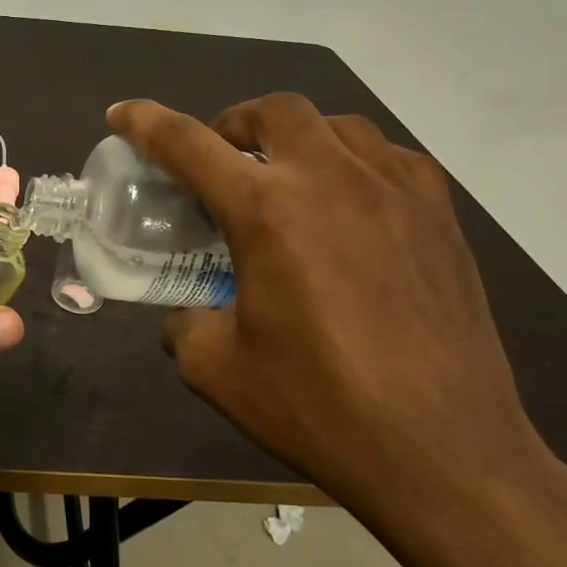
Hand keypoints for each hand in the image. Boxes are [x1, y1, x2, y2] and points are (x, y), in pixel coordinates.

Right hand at [108, 95, 566, 528]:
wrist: (444, 455)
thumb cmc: (319, 408)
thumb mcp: (216, 370)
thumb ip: (185, 322)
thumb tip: (190, 311)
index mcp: (266, 212)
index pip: (187, 144)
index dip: (144, 123)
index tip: (121, 114)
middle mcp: (330, 180)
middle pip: (273, 112)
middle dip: (233, 125)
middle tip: (222, 162)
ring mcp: (394, 191)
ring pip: (337, 124)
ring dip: (296, 138)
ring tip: (288, 179)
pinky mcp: (440, 216)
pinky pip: (390, 157)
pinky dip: (354, 162)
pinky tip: (351, 203)